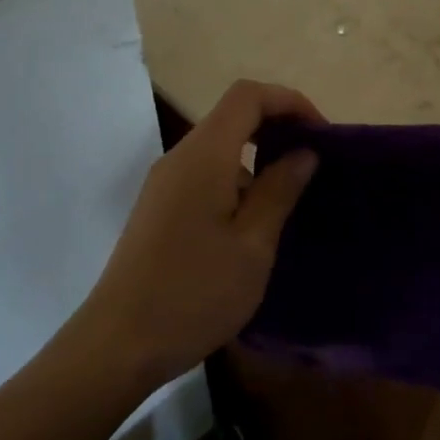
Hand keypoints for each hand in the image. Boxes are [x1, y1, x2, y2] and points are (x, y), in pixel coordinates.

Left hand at [80, 80, 322, 387]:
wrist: (118, 344)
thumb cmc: (193, 293)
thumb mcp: (252, 246)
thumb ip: (280, 191)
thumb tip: (304, 153)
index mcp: (204, 154)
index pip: (248, 95)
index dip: (289, 101)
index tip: (321, 134)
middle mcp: (181, 156)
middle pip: (233, 115)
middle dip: (278, 126)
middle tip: (313, 162)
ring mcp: (165, 181)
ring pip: (219, 146)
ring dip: (258, 156)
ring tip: (290, 195)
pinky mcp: (159, 206)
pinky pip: (205, 171)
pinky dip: (237, 177)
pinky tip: (254, 221)